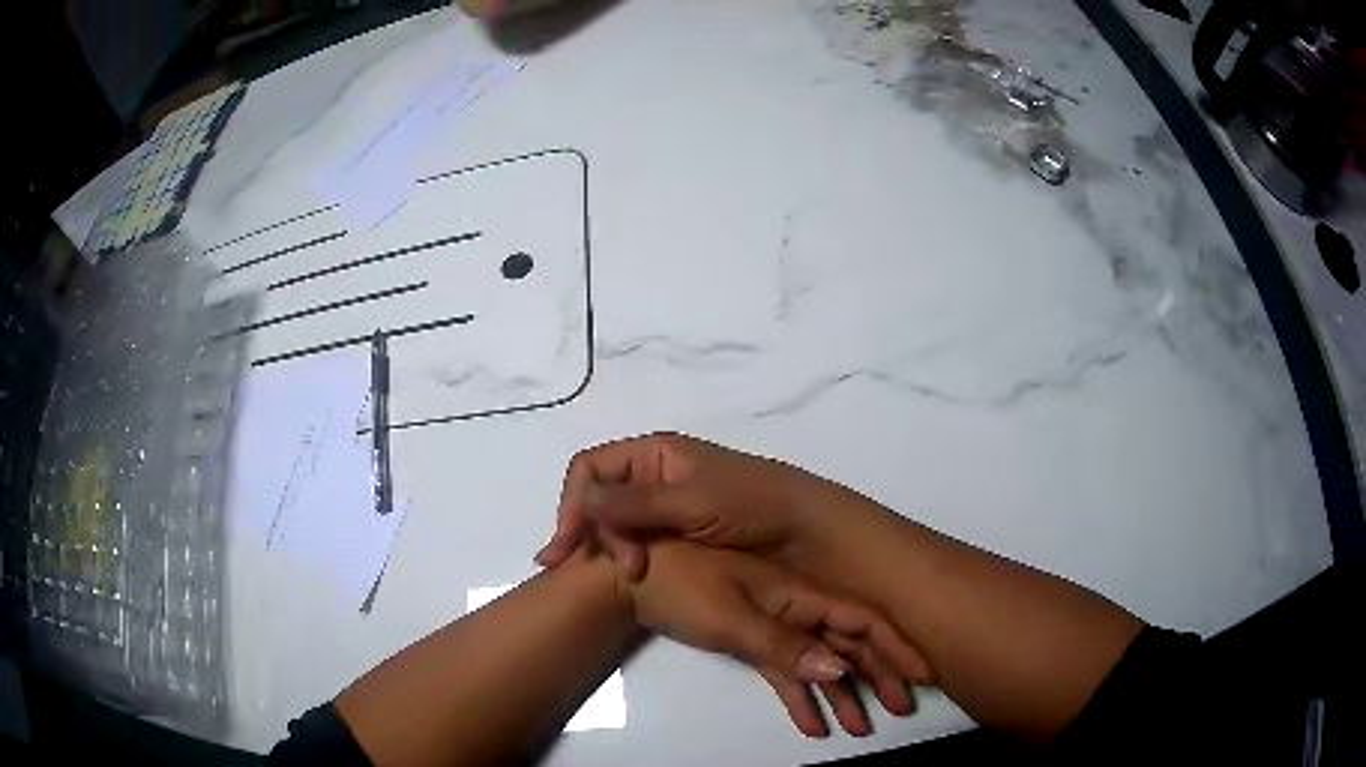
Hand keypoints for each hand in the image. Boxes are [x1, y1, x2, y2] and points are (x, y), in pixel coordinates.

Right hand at [538, 433, 842, 577]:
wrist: (809, 537)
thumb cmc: (755, 507)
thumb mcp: (694, 502)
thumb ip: (636, 503)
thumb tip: (578, 499)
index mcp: (655, 454)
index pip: (591, 469)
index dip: (575, 503)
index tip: (573, 543)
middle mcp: (653, 477)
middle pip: (598, 499)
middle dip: (592, 531)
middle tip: (620, 569)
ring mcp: (664, 510)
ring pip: (613, 524)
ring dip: (606, 548)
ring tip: (622, 578)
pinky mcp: (675, 538)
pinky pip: (635, 543)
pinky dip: (623, 559)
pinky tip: (623, 580)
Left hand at [622, 540, 932, 737]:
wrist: (630, 574)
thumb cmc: (682, 587)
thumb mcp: (733, 616)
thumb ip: (785, 644)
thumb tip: (841, 666)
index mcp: (799, 594)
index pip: (861, 621)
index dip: (895, 647)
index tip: (923, 675)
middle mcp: (795, 606)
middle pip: (849, 644)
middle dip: (878, 676)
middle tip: (901, 709)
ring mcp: (773, 623)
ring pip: (819, 662)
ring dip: (841, 694)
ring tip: (861, 728)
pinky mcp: (749, 639)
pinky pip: (784, 672)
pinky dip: (800, 697)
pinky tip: (812, 724)